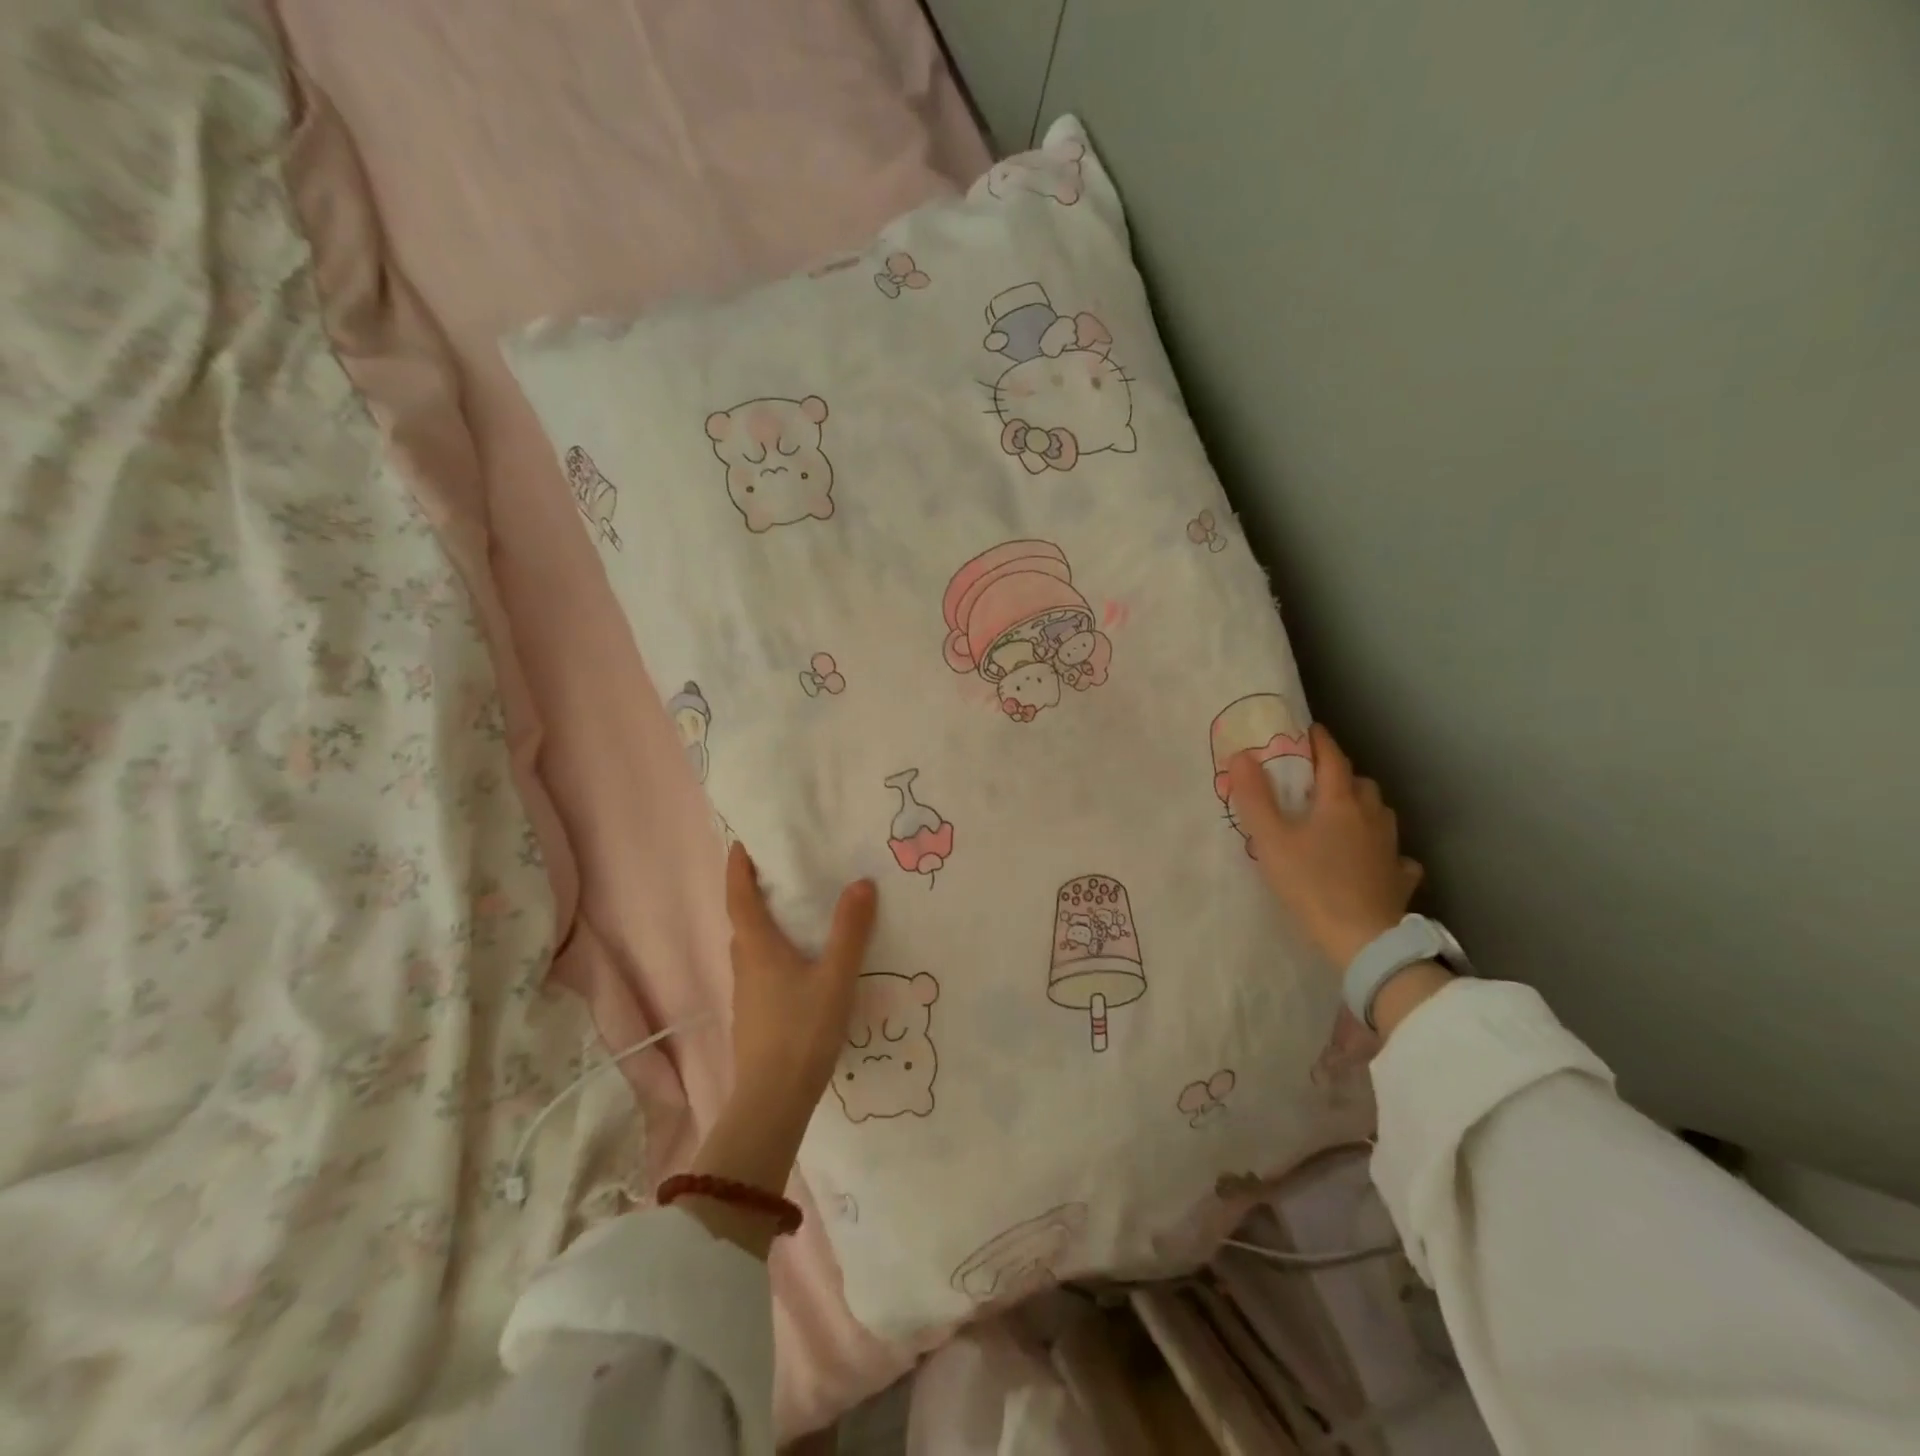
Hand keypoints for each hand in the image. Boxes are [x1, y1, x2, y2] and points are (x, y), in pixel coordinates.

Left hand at [684, 846, 876, 1257]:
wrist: (773, 1102)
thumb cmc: (801, 1031)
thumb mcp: (835, 977)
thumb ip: (850, 931)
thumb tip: (861, 883)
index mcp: (758, 948)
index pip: (739, 897)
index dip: (738, 868)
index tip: (742, 843)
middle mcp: (745, 965)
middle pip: (743, 921)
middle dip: (754, 894)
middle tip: (780, 874)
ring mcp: (747, 995)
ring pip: (752, 949)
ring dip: (764, 926)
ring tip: (795, 915)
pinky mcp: (755, 1017)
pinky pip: (761, 971)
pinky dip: (774, 954)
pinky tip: (800, 966)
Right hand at [1228, 724, 1424, 968]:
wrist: (1362, 939)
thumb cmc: (1311, 884)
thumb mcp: (1271, 840)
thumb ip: (1254, 797)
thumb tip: (1242, 754)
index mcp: (1339, 802)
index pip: (1332, 758)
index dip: (1319, 741)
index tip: (1307, 731)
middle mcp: (1371, 816)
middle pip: (1359, 782)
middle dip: (1340, 775)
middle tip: (1316, 782)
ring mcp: (1391, 847)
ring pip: (1380, 812)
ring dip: (1363, 806)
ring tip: (1343, 815)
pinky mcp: (1400, 877)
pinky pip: (1395, 853)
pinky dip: (1384, 849)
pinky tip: (1374, 860)